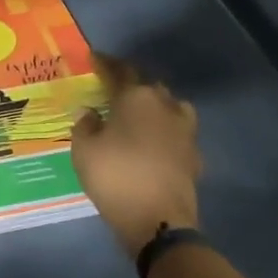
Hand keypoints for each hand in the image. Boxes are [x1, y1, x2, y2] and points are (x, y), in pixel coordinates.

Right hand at [71, 53, 201, 256]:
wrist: (158, 220)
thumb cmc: (114, 176)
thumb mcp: (83, 150)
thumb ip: (85, 125)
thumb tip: (91, 113)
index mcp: (136, 97)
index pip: (120, 70)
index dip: (105, 63)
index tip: (94, 57)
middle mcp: (165, 105)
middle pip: (147, 86)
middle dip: (130, 85)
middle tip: (112, 91)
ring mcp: (185, 130)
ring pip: (168, 106)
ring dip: (153, 106)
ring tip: (137, 115)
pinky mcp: (194, 154)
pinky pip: (176, 132)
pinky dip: (163, 132)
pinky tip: (153, 143)